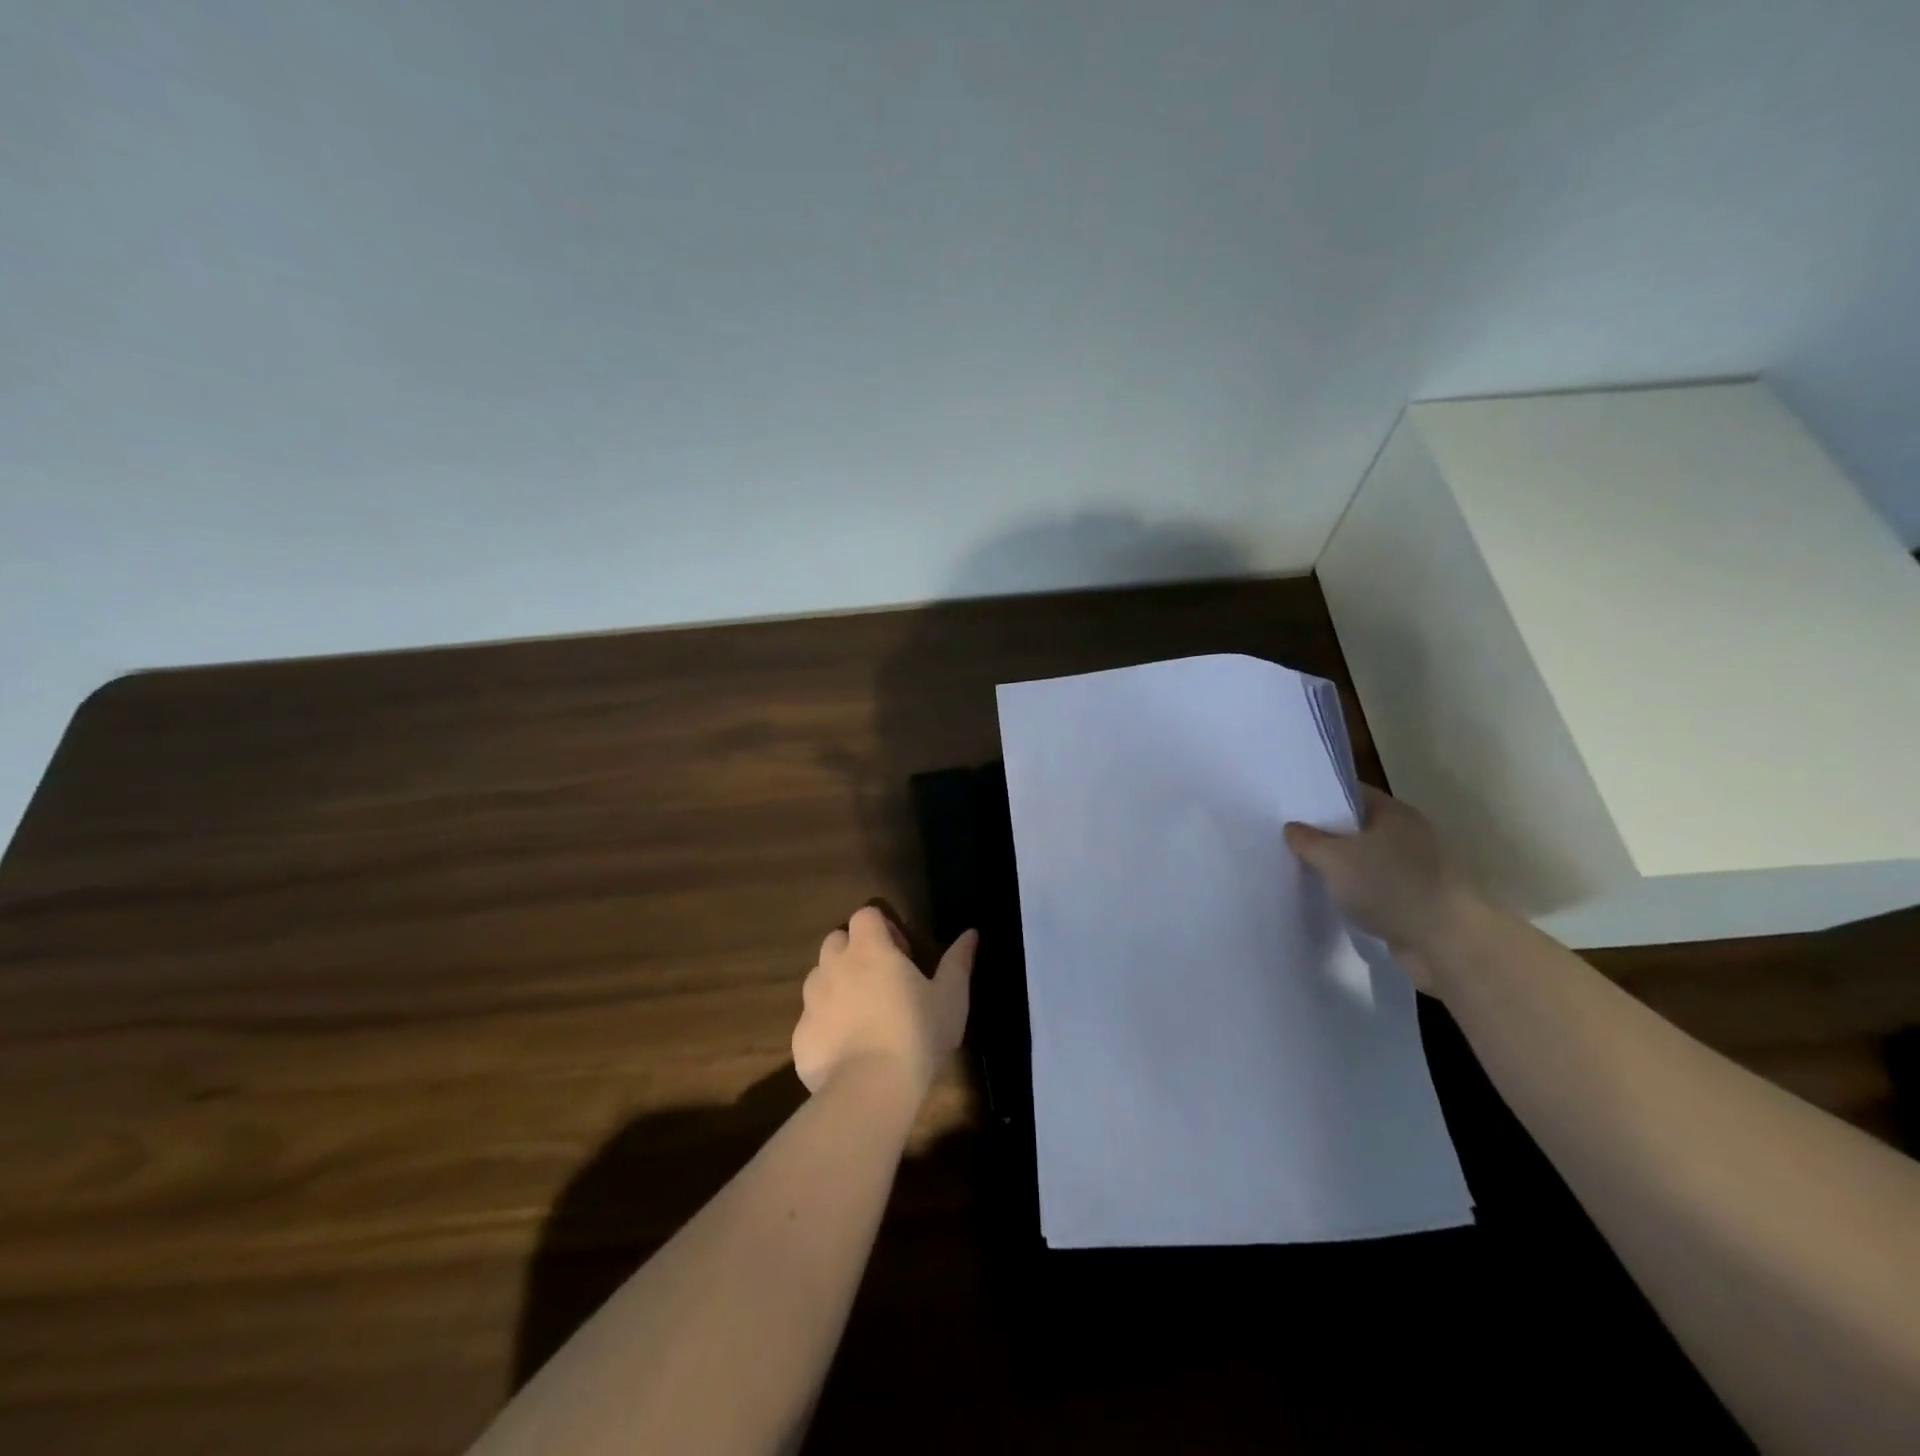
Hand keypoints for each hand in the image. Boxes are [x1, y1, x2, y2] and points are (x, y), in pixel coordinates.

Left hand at [792, 907, 976, 1098]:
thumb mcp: (950, 997)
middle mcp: (834, 966)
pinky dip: (825, 1026)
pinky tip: (847, 1051)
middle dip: (854, 952)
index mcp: (870, 950)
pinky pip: (811, 1019)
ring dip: (836, 985)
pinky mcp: (800, 1036)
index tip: (901, 954)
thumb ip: (958, 961)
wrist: (871, 1090)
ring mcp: (812, 1001)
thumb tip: (971, 933)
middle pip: (836, 941)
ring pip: (818, 978)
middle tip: (879, 981)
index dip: (882, 927)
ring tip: (862, 1015)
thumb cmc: (917, 1034)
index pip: (865, 915)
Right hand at [1283, 787, 1486, 992]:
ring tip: (1305, 871)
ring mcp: (1417, 869)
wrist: (1446, 943)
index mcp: (1395, 813)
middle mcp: (1410, 834)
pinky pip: (1377, 888)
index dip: (1321, 798)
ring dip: (1342, 867)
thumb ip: (1308, 840)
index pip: (1352, 794)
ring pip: (1368, 860)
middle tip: (1289, 841)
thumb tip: (1292, 828)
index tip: (1291, 808)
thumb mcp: (1334, 858)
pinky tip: (1334, 900)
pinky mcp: (1418, 900)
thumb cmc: (1389, 886)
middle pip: (1359, 827)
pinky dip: (1358, 892)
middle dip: (1327, 835)